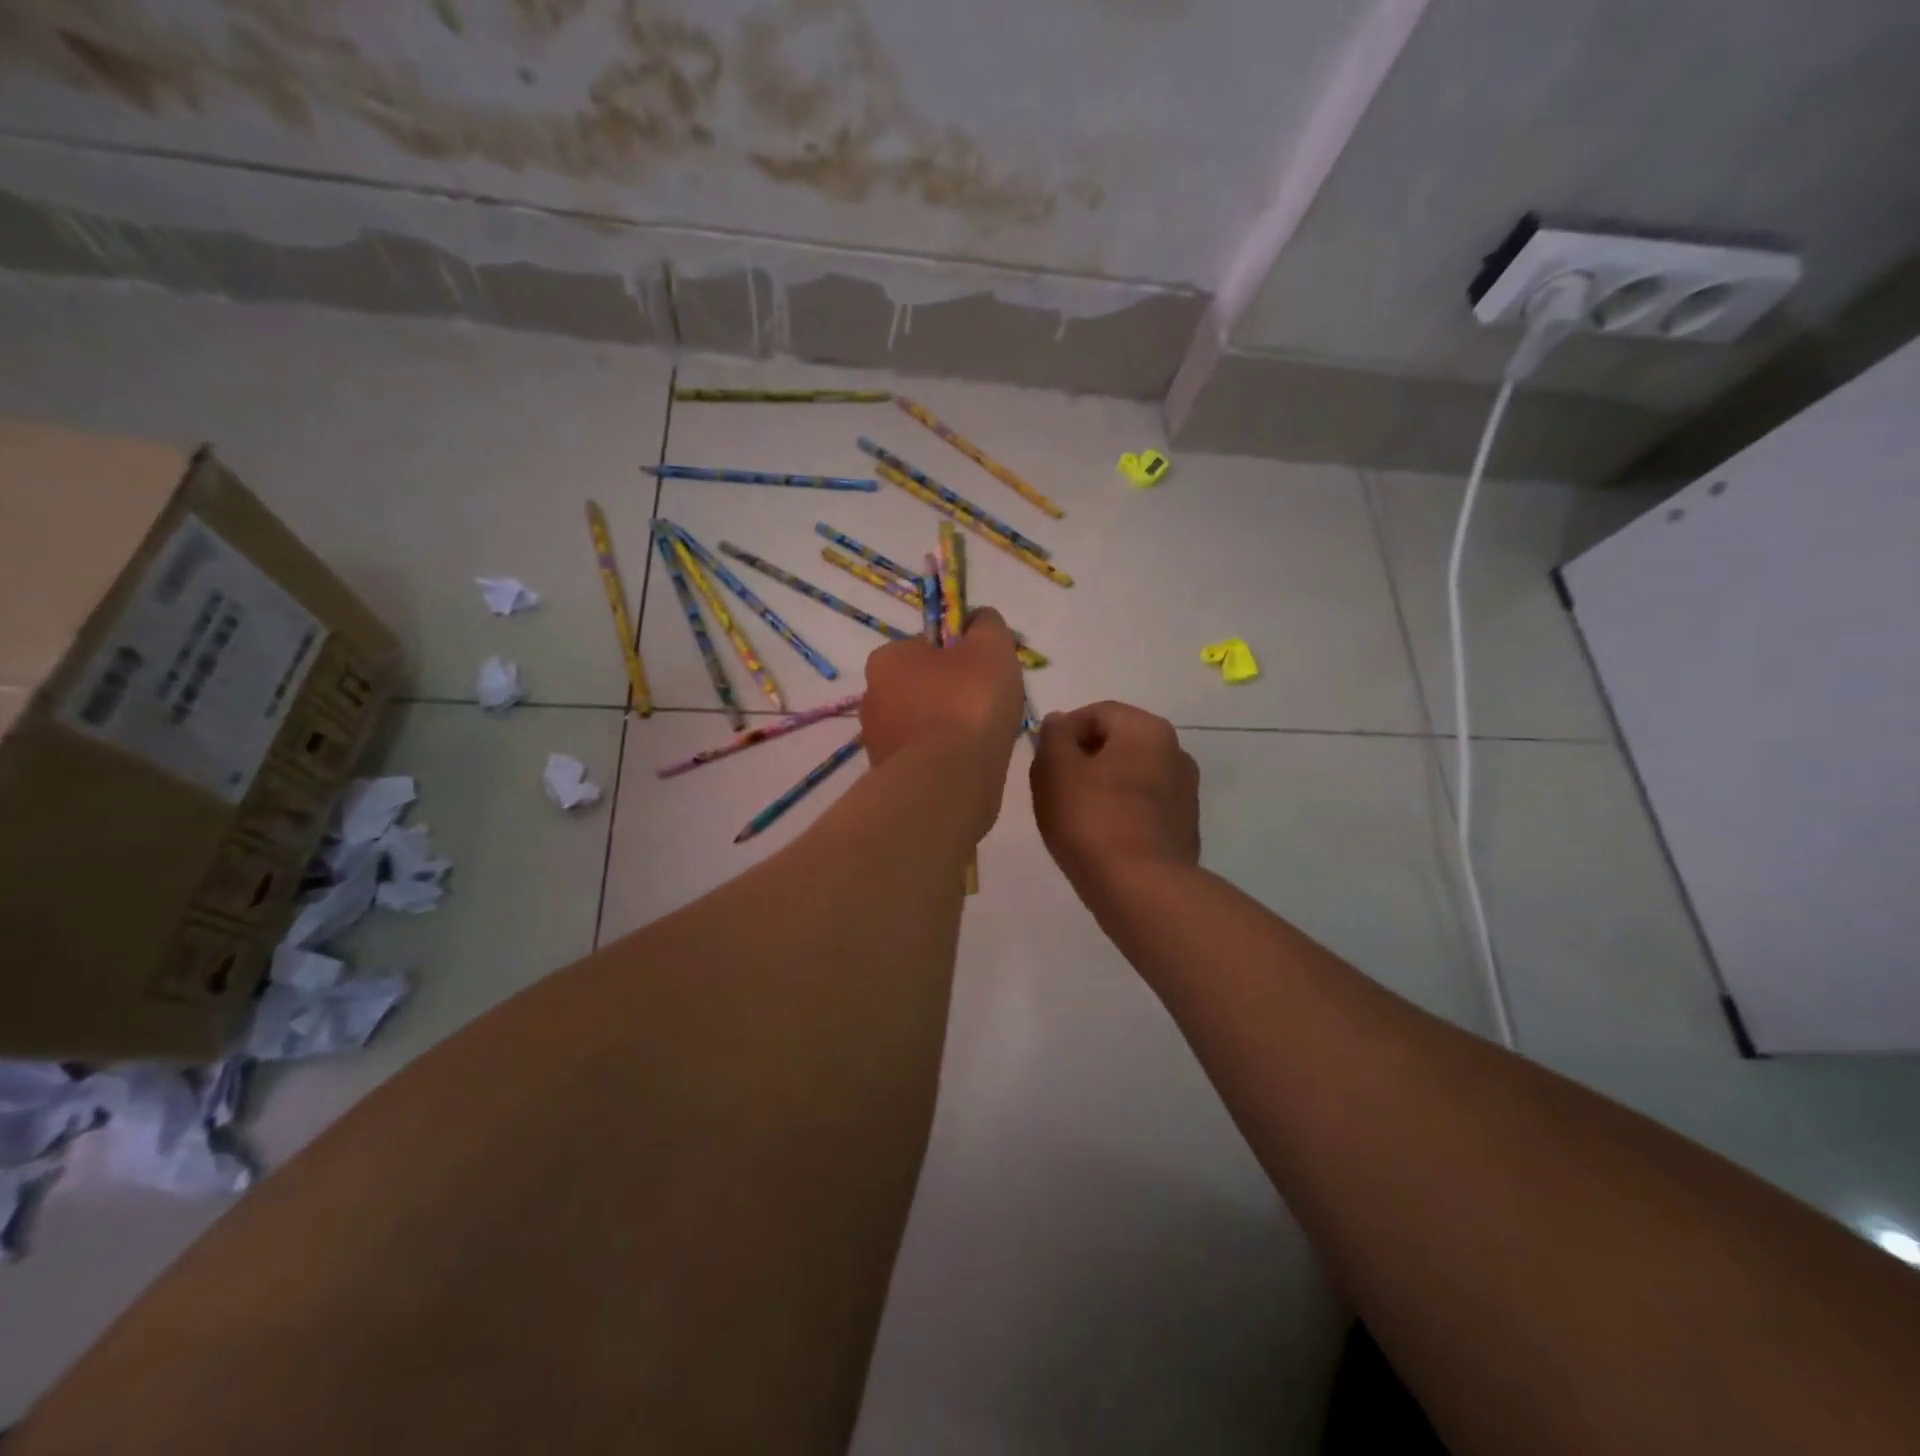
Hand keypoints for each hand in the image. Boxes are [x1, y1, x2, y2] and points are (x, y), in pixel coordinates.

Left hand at [860, 608, 1024, 770]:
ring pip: (924, 724)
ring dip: (949, 728)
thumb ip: (986, 625)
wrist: (947, 782)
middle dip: (954, 693)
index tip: (986, 672)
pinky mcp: (889, 776)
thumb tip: (979, 620)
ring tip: (981, 741)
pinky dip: (944, 758)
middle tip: (989, 708)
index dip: (961, 654)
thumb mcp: (991, 646)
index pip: (928, 645)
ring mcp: (877, 740)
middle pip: (924, 685)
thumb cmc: (969, 704)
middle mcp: (872, 696)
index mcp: (887, 658)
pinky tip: (966, 766)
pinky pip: (924, 756)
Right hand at [1031, 701, 1199, 891]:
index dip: (1063, 733)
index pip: (1096, 713)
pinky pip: (1144, 806)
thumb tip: (1060, 721)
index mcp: (1147, 729)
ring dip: (1103, 786)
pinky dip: (1122, 811)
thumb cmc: (1091, 819)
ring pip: (1131, 775)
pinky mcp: (1185, 826)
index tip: (1044, 762)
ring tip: (1076, 816)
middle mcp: (1175, 751)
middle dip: (1083, 759)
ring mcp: (1186, 791)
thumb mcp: (1055, 770)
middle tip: (1055, 789)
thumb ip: (1054, 736)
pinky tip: (1102, 837)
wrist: (1141, 888)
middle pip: (1117, 743)